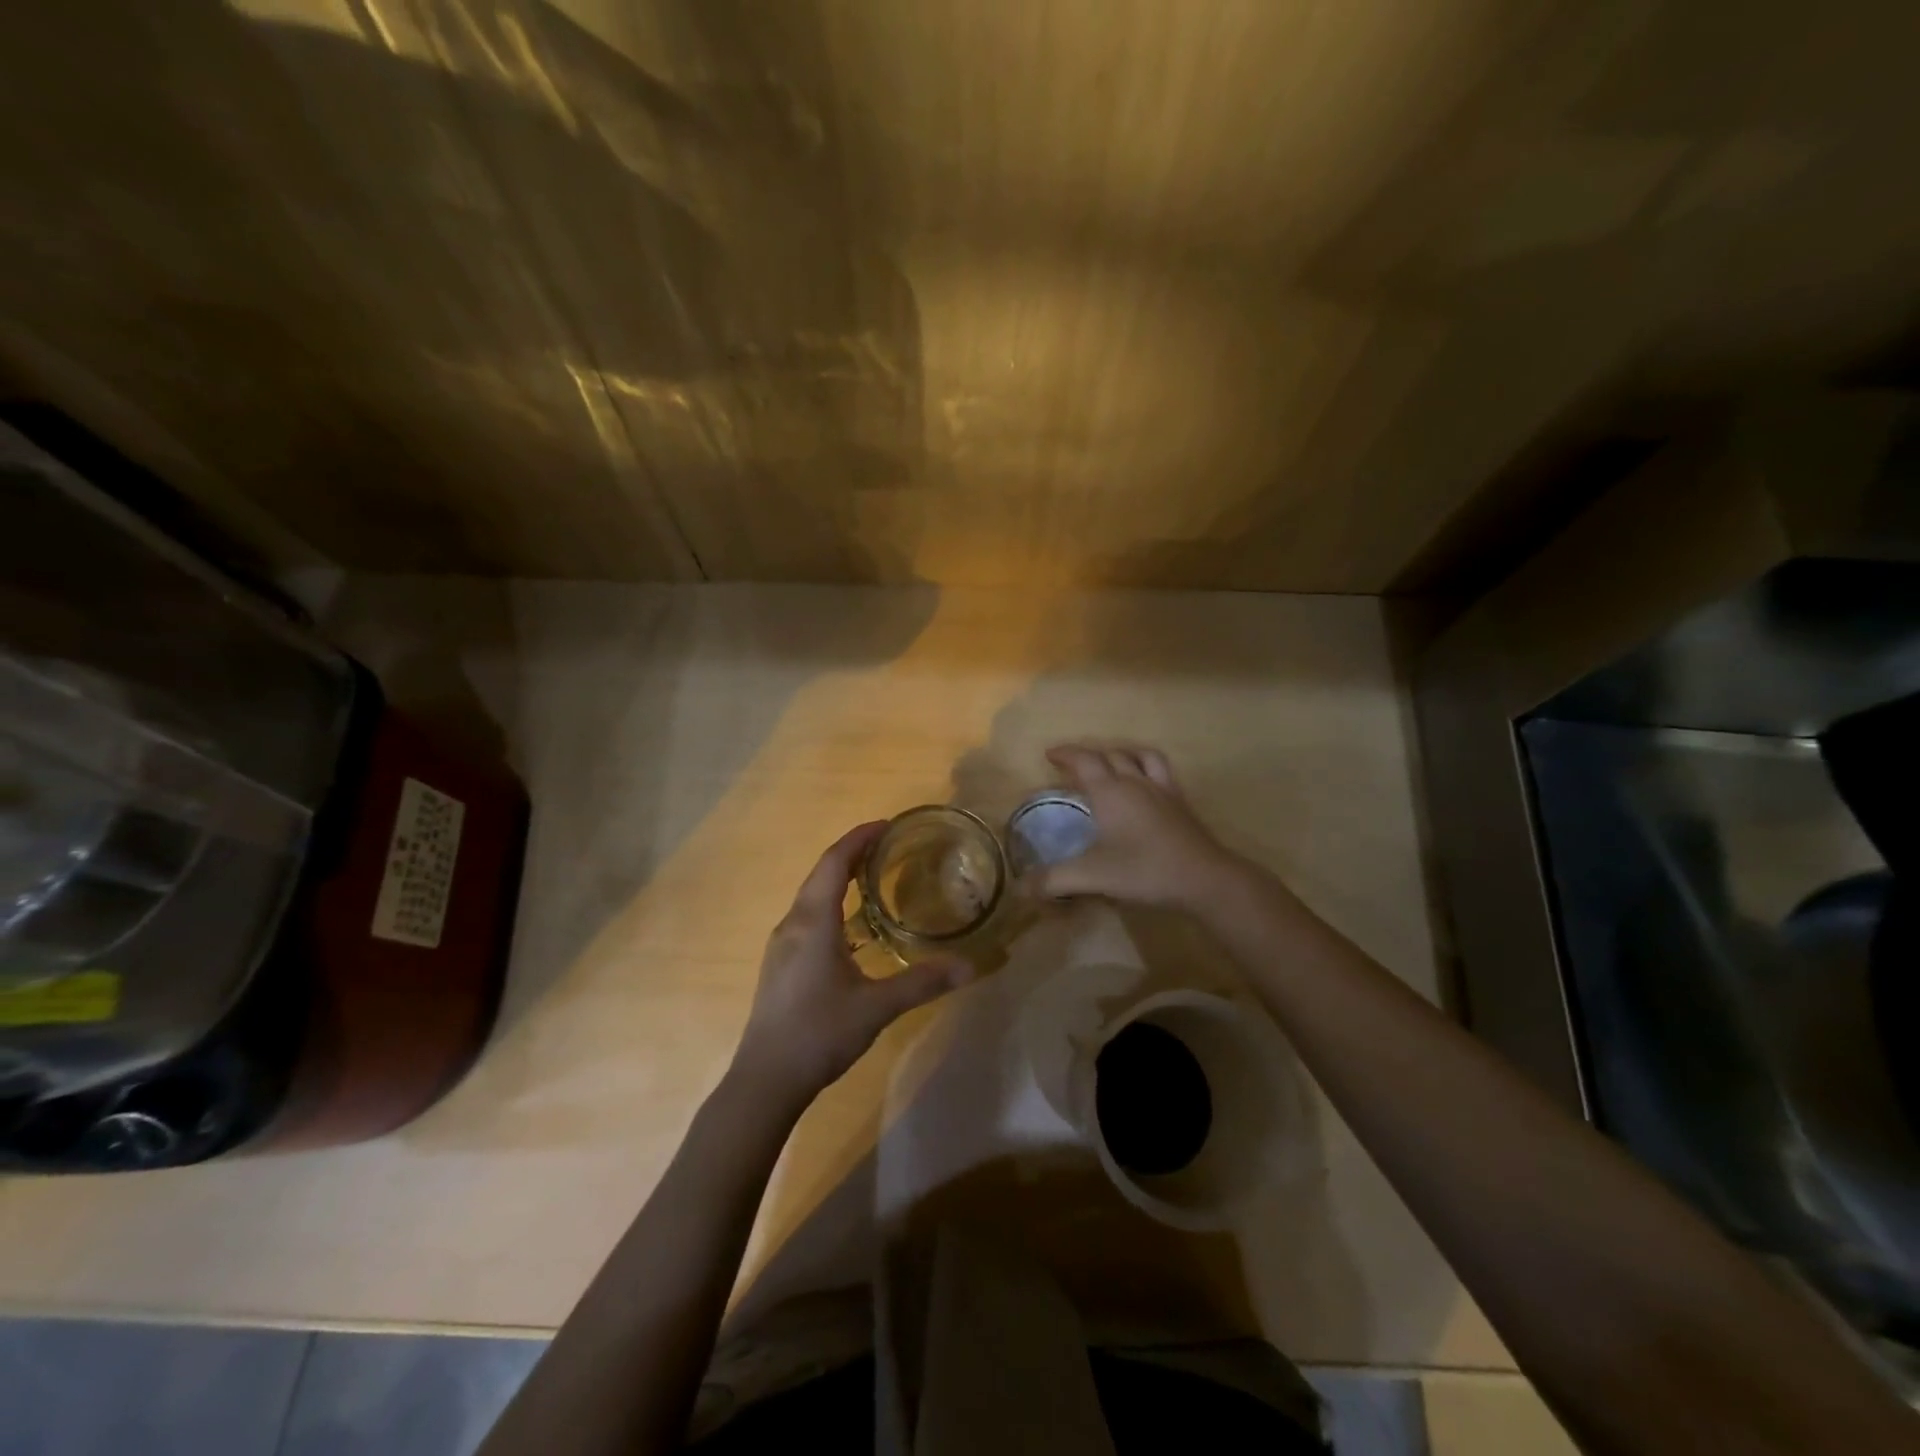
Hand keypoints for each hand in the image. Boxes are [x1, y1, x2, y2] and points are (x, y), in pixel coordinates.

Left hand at [734, 821, 973, 1101]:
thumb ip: (923, 982)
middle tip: (888, 846)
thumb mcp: (877, 1007)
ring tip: (873, 877)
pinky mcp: (780, 963)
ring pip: (811, 895)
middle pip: (821, 873)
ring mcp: (782, 944)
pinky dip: (831, 902)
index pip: (834, 862)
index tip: (887, 825)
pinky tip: (850, 925)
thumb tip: (971, 967)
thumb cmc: (820, 1033)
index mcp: (813, 921)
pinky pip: (807, 915)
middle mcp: (793, 923)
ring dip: (839, 878)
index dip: (859, 838)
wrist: (765, 1080)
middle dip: (852, 853)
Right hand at [1032, 744, 1245, 909]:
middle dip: (1088, 755)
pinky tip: (1146, 784)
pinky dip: (1147, 766)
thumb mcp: (1092, 877)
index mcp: (1110, 791)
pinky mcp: (1181, 803)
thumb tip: (1020, 888)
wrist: (1204, 878)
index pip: (1084, 761)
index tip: (1050, 754)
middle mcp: (1135, 782)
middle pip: (1110, 755)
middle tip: (1073, 764)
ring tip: (1111, 762)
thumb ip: (1054, 881)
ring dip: (1121, 753)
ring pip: (1140, 756)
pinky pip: (1162, 771)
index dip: (1066, 754)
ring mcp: (1162, 790)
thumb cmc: (1144, 870)